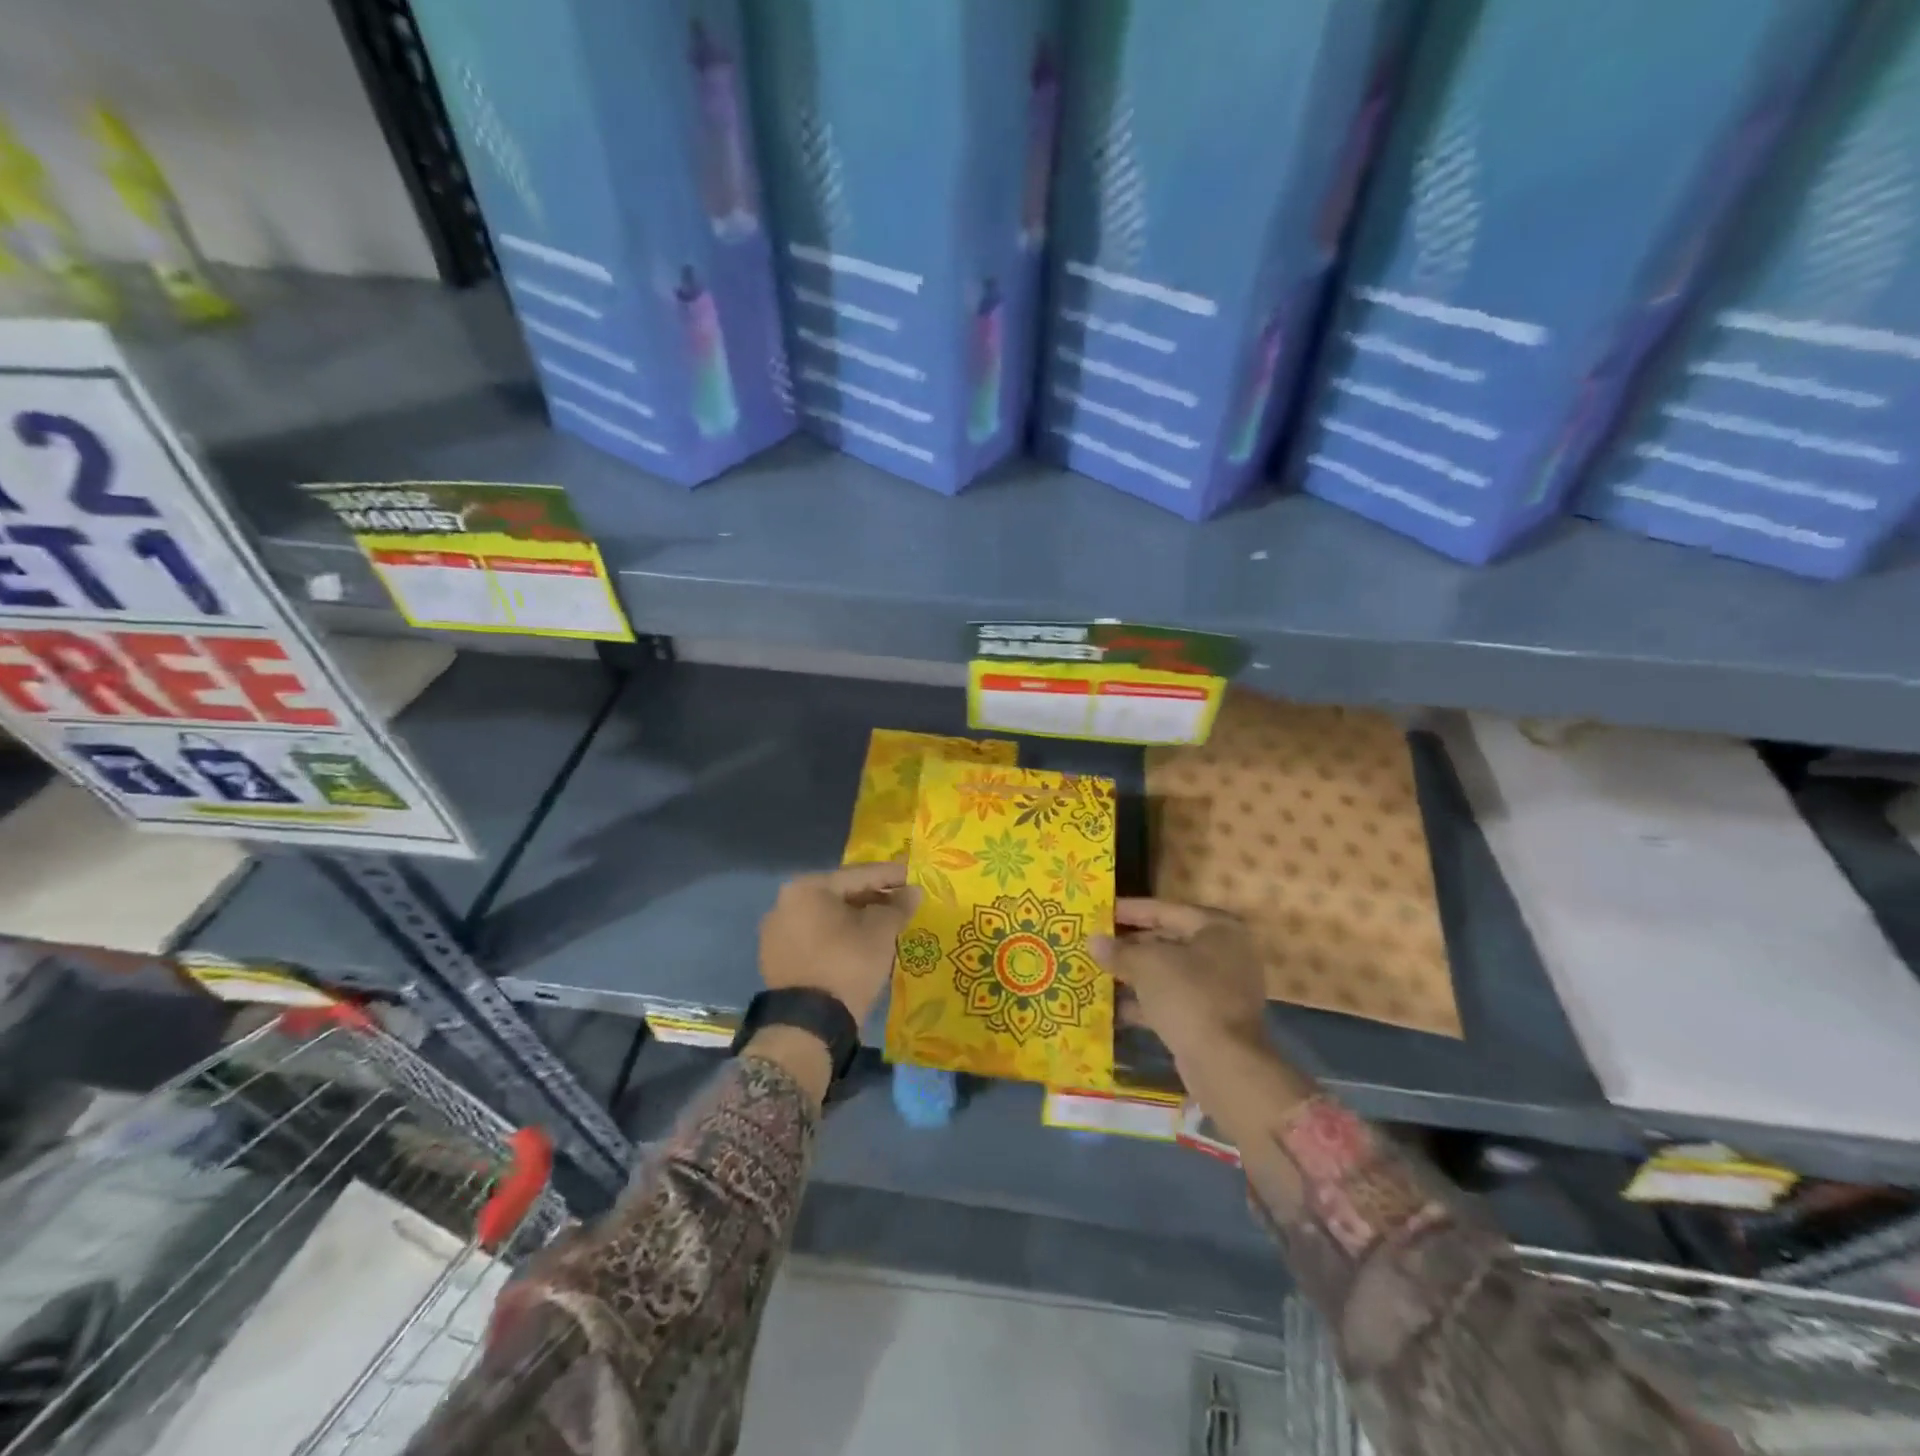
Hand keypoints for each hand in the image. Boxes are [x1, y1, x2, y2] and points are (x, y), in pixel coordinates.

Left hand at [759, 862, 921, 1024]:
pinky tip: (859, 945)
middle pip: (840, 894)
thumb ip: (898, 906)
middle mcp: (784, 903)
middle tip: (901, 901)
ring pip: (826, 917)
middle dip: (872, 897)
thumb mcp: (881, 932)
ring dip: (855, 919)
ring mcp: (776, 933)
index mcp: (807, 887)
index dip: (890, 875)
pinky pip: (815, 938)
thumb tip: (912, 892)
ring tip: (884, 924)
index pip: (858, 875)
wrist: (808, 1025)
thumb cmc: (847, 964)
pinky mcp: (776, 960)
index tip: (913, 875)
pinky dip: (837, 937)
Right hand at [1092, 899, 1268, 1060]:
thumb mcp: (1147, 965)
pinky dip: (1144, 1002)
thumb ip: (1119, 951)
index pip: (1163, 910)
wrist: (1224, 1064)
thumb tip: (1093, 941)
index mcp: (1216, 928)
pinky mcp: (1209, 1019)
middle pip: (1166, 941)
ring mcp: (1218, 988)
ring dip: (1133, 975)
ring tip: (1095, 973)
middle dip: (1128, 946)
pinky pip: (1170, 1001)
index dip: (1129, 911)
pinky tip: (1111, 1008)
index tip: (1099, 912)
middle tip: (1094, 945)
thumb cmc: (1188, 996)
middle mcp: (1223, 953)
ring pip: (1166, 974)